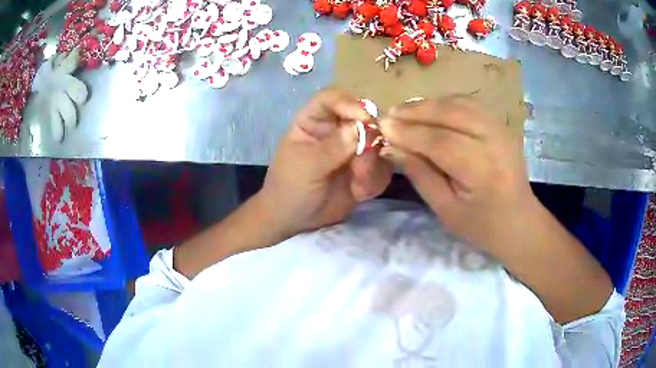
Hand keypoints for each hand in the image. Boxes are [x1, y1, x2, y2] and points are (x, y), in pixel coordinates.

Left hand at [258, 88, 392, 237]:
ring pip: (378, 145)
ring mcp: (353, 149)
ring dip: (372, 166)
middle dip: (368, 143)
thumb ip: (333, 147)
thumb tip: (361, 127)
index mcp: (314, 121)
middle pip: (364, 119)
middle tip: (361, 166)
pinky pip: (382, 168)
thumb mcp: (306, 166)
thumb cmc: (289, 187)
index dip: (349, 103)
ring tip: (358, 185)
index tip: (365, 118)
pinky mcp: (365, 169)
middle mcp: (337, 130)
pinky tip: (360, 194)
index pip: (332, 99)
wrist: (294, 219)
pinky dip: (375, 181)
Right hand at [379, 97, 536, 254]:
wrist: (519, 221)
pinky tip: (430, 111)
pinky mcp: (501, 124)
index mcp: (483, 171)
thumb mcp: (446, 210)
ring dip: (429, 104)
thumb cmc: (481, 225)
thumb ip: (420, 175)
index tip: (382, 127)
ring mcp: (501, 129)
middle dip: (416, 111)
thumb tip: (392, 147)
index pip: (440, 142)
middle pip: (451, 113)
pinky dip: (445, 103)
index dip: (409, 132)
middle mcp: (495, 141)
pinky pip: (469, 104)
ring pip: (459, 103)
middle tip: (390, 115)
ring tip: (405, 112)